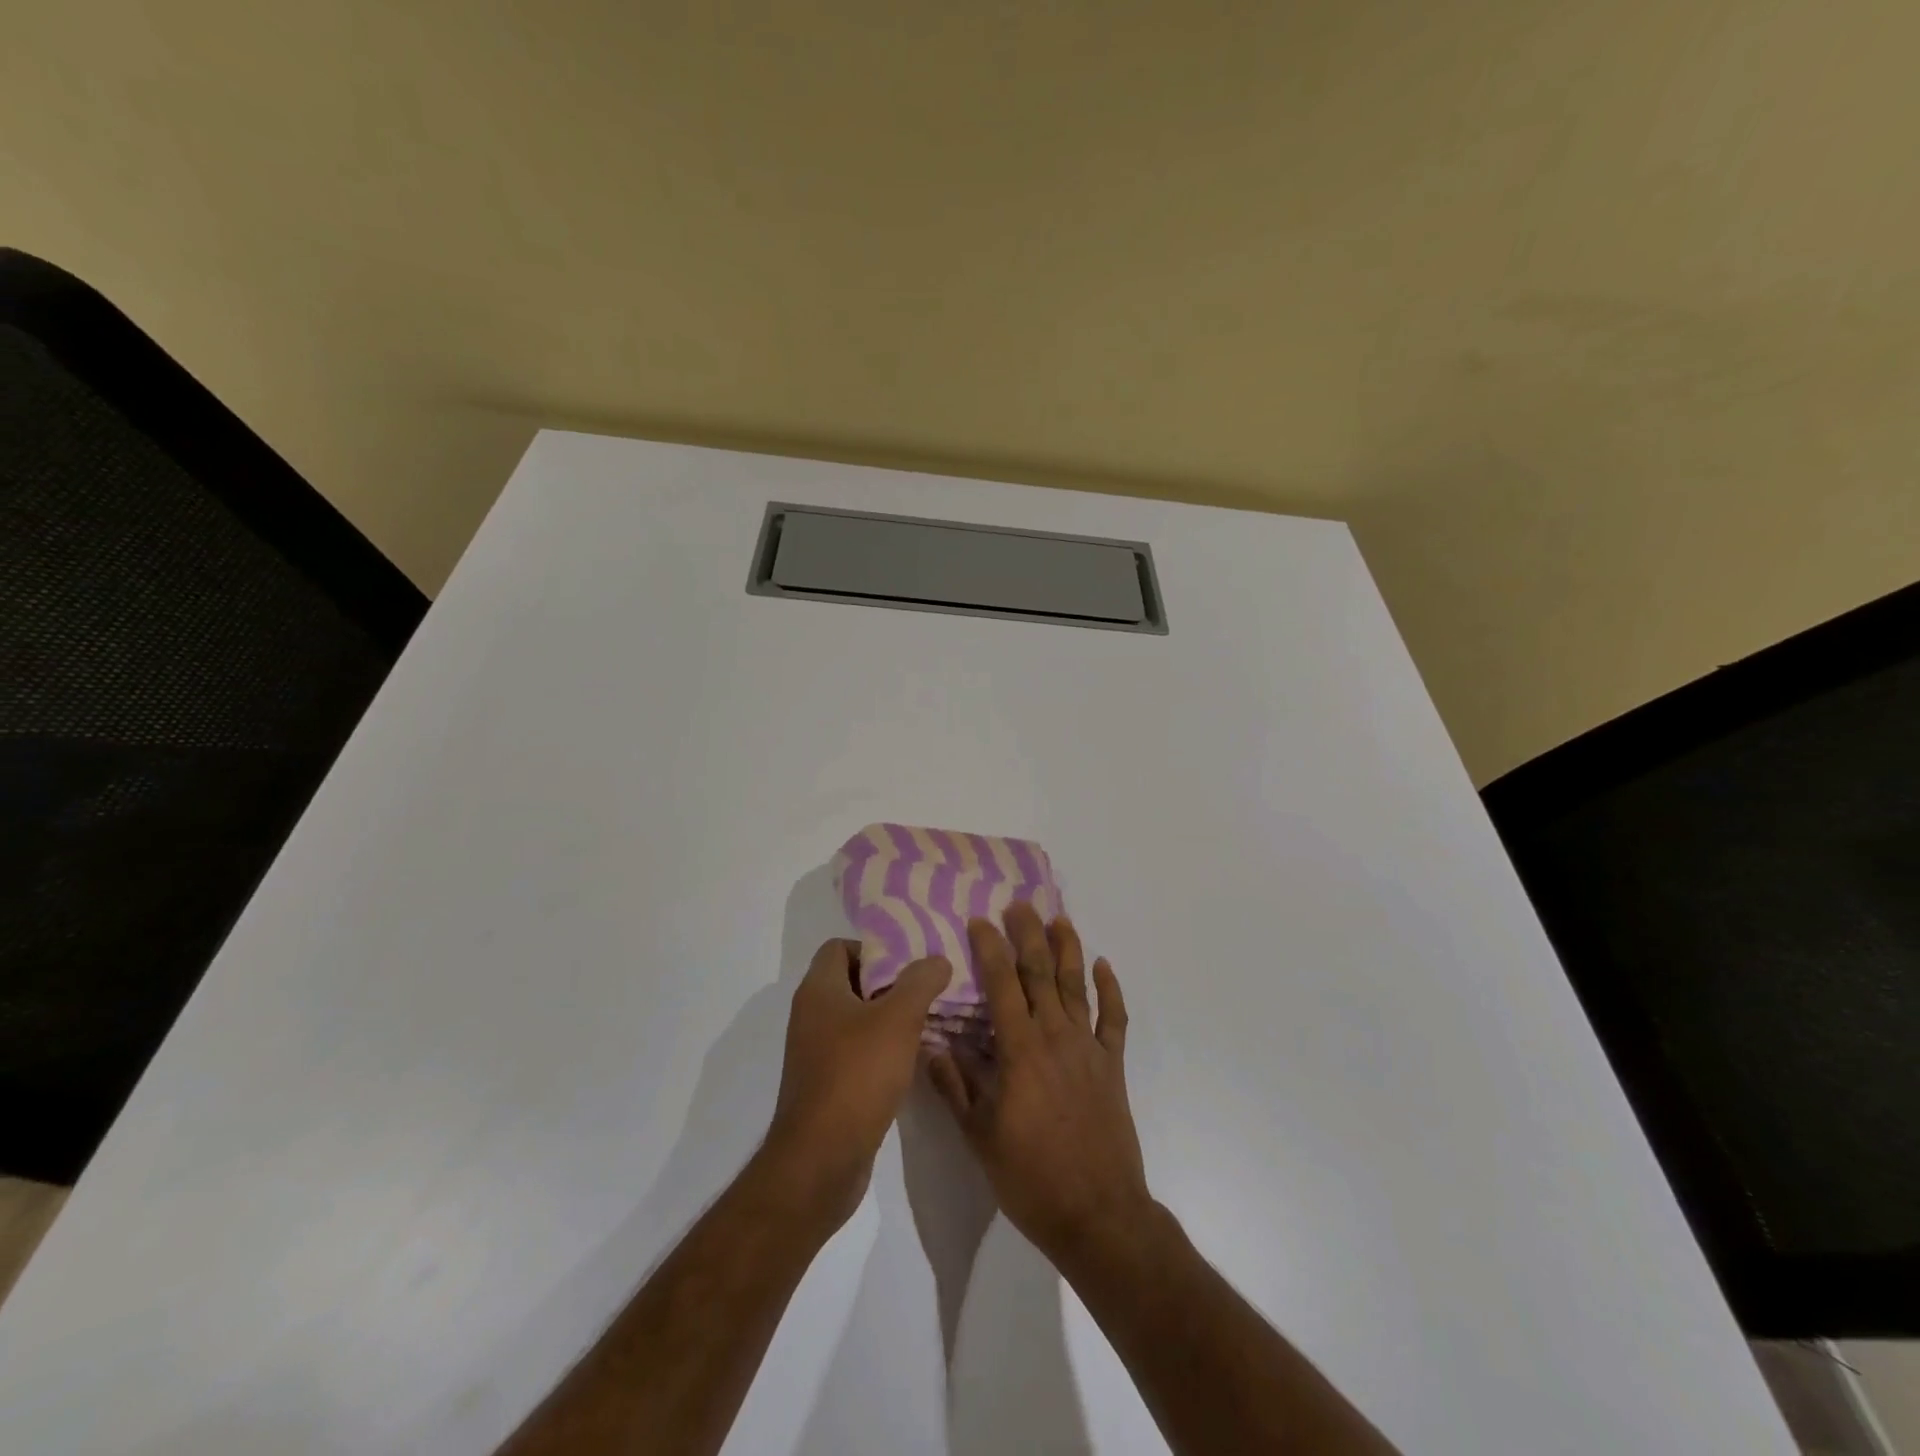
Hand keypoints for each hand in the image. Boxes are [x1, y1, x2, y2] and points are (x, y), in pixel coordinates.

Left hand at [762, 938, 952, 1229]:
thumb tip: (936, 959)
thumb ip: (920, 982)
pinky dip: (882, 1048)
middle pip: (852, 981)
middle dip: (890, 981)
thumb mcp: (898, 1019)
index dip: (874, 947)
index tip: (910, 961)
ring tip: (929, 1019)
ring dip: (890, 1016)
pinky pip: (857, 1050)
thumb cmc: (857, 1075)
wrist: (821, 1160)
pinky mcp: (827, 1083)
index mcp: (819, 990)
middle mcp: (811, 1015)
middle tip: (928, 986)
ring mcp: (816, 1052)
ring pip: (857, 1018)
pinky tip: (912, 1057)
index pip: (839, 946)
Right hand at [927, 902, 1149, 1264]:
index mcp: (1020, 1050)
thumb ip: (954, 1088)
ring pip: (1077, 987)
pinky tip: (1104, 966)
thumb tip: (929, 1046)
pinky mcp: (1112, 1065)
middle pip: (1041, 974)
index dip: (990, 949)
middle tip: (1019, 904)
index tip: (979, 920)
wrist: (1097, 1214)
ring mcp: (1088, 1049)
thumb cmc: (1030, 1177)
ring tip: (1060, 919)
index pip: (1002, 985)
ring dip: (1068, 950)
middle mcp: (1055, 1037)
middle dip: (1028, 935)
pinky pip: (1113, 1019)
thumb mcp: (978, 1137)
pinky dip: (1110, 990)